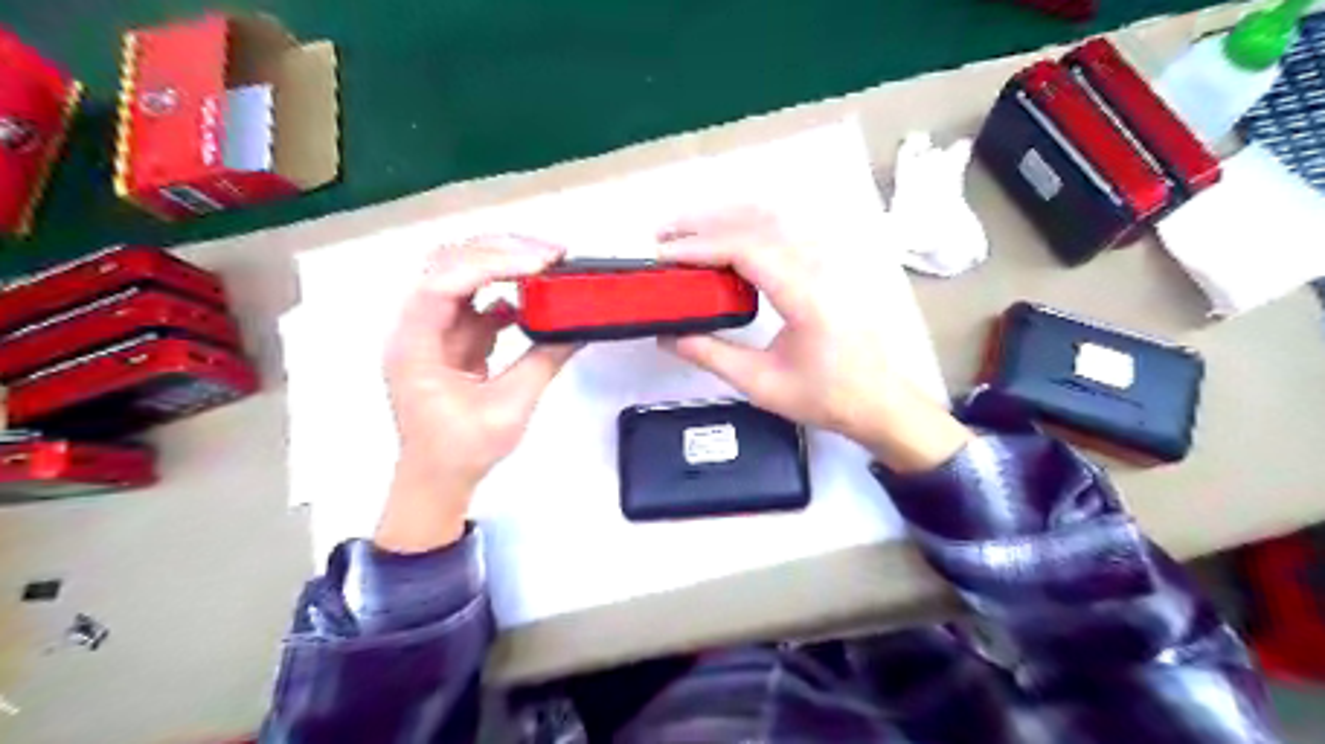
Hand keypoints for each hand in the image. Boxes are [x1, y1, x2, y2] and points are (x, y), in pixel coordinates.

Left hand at [375, 239, 578, 550]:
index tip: (539, 263)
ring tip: (546, 265)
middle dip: (500, 251)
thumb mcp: (509, 408)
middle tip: (549, 254)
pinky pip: (475, 301)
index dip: (491, 265)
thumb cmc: (462, 451)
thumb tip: (577, 329)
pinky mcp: (449, 338)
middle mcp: (415, 327)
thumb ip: (542, 362)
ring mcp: (431, 330)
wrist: (438, 478)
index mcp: (414, 345)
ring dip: (503, 265)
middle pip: (448, 264)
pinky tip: (532, 299)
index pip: (444, 283)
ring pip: (461, 275)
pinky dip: (505, 292)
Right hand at [653, 208, 969, 468]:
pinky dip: (746, 226)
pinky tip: (725, 241)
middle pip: (755, 222)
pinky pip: (783, 229)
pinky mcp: (827, 264)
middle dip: (704, 223)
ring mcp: (826, 260)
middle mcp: (818, 266)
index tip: (663, 254)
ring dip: (724, 218)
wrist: (879, 401)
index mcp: (805, 295)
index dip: (700, 246)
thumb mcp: (761, 383)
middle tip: (663, 236)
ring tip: (686, 234)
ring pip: (770, 218)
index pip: (746, 249)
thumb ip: (711, 355)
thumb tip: (668, 335)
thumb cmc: (826, 396)